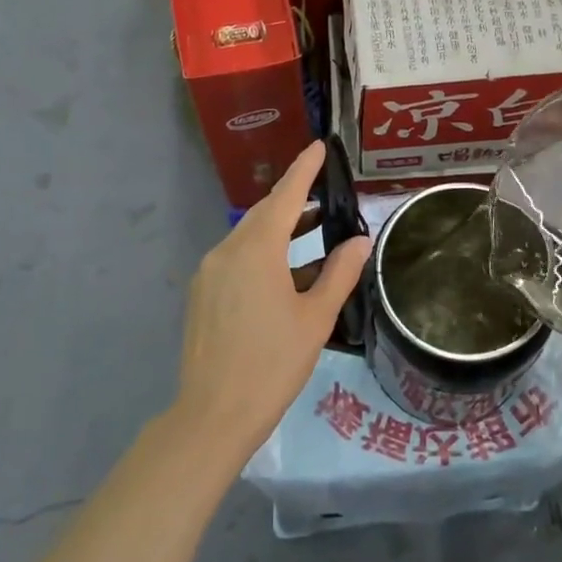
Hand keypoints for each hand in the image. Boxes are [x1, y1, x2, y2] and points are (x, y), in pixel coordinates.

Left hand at [176, 141, 371, 462]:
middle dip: (294, 202)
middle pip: (263, 214)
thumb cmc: (272, 363)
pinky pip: (236, 259)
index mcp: (256, 250)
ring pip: (248, 237)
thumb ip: (340, 273)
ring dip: (280, 231)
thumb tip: (359, 240)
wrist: (212, 415)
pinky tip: (286, 275)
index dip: (303, 169)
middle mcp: (226, 251)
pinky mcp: (202, 294)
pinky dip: (263, 254)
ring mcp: (209, 273)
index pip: (285, 196)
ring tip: (313, 234)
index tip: (319, 146)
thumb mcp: (316, 317)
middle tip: (325, 198)